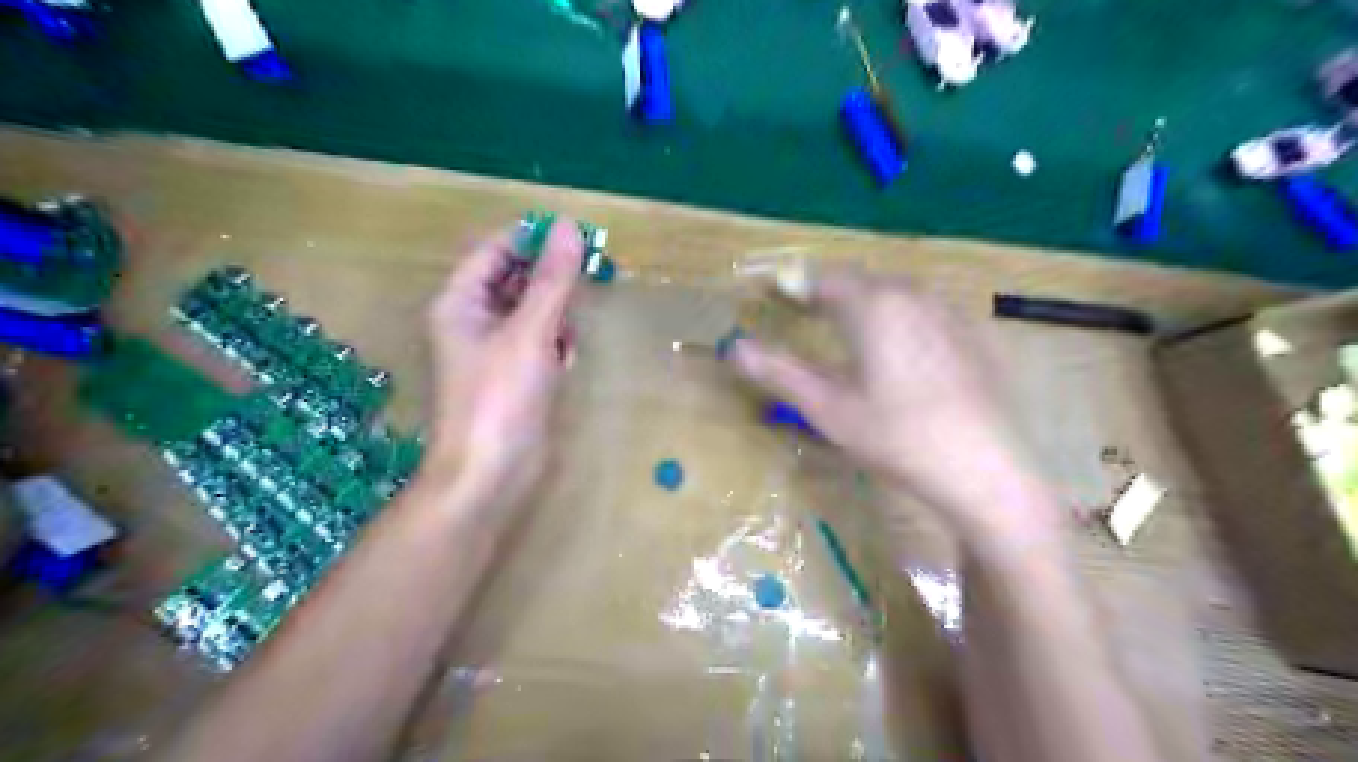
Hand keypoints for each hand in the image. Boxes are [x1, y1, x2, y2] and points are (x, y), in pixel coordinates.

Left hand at [421, 220, 578, 513]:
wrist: (491, 474)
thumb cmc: (500, 398)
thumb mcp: (530, 332)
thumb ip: (552, 280)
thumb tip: (567, 227)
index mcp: (460, 301)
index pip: (495, 250)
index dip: (533, 240)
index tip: (577, 239)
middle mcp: (473, 320)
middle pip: (516, 280)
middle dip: (550, 285)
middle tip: (581, 290)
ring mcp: (495, 350)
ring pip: (533, 311)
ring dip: (556, 318)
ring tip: (564, 342)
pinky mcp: (515, 375)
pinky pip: (540, 342)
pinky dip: (555, 346)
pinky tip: (562, 365)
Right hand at [734, 271, 1058, 537]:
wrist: (986, 470)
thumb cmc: (896, 438)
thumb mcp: (828, 409)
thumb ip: (779, 372)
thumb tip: (734, 347)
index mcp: (873, 305)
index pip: (823, 278)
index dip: (795, 284)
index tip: (775, 296)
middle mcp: (914, 294)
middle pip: (862, 281)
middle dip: (831, 293)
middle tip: (808, 316)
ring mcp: (951, 311)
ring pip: (898, 293)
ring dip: (869, 303)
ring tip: (853, 332)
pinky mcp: (977, 333)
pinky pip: (929, 310)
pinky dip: (905, 318)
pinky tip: (905, 353)